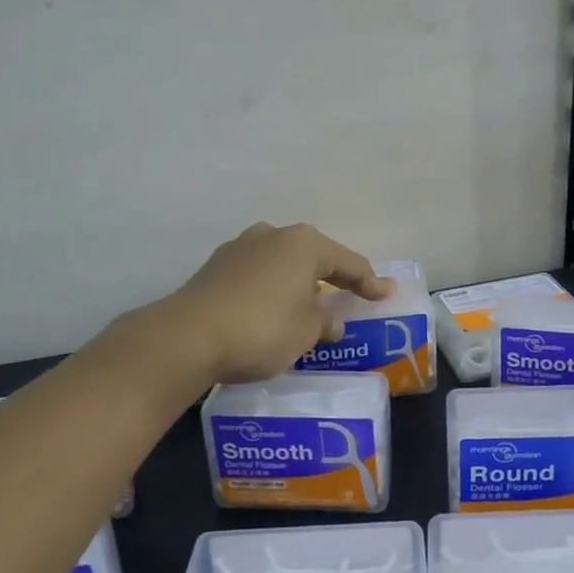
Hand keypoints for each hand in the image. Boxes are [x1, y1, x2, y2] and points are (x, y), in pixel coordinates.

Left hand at [153, 223, 392, 385]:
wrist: (188, 337)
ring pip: (281, 263)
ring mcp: (240, 248)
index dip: (370, 282)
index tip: (385, 295)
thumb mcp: (306, 331)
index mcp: (304, 244)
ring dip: (296, 283)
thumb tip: (330, 320)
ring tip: (306, 305)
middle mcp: (273, 235)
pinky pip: (257, 275)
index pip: (348, 263)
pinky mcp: (215, 268)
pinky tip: (271, 309)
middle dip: (330, 277)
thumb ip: (324, 321)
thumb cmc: (262, 329)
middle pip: (313, 256)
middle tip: (347, 296)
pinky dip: (270, 289)